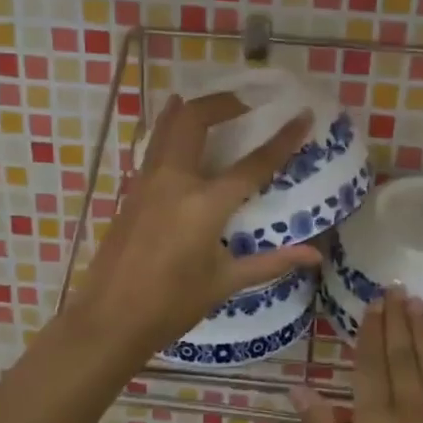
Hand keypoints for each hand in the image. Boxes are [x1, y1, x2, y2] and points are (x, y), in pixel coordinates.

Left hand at [68, 92, 320, 366]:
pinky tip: (180, 134)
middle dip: (223, 102)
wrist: (108, 320)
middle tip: (246, 104)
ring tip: (215, 105)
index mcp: (204, 206)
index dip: (283, 139)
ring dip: (192, 109)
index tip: (302, 115)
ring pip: (168, 127)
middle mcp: (174, 182)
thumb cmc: (170, 306)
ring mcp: (147, 183)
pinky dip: (170, 130)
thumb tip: (314, 254)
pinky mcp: (130, 191)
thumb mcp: (223, 284)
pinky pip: (154, 147)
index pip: (252, 164)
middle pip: (196, 120)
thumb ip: (270, 262)